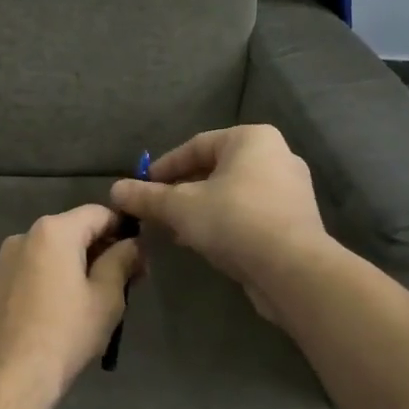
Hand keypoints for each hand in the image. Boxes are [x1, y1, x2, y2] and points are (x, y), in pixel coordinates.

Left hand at [0, 205, 142, 400]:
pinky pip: (32, 269)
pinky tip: (62, 307)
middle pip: (72, 230)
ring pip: (51, 251)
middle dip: (100, 249)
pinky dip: (51, 277)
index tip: (140, 257)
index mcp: (53, 231)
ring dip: (75, 264)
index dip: (123, 229)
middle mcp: (24, 235)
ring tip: (94, 298)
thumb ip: (122, 260)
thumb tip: (133, 244)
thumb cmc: (66, 333)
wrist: (12, 375)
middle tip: (125, 281)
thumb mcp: (107, 297)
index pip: (98, 213)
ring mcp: (4, 259)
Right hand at [109, 125, 329, 319]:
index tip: (141, 187)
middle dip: (180, 190)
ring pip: (231, 194)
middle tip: (155, 210)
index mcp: (252, 140)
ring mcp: (289, 190)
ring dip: (199, 210)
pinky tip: (201, 243)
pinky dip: (222, 223)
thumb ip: (146, 197)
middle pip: (214, 169)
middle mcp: (276, 156)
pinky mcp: (294, 221)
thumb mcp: (180, 207)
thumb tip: (115, 190)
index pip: (196, 146)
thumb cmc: (234, 221)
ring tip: (172, 230)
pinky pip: (248, 214)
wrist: (292, 269)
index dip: (163, 167)